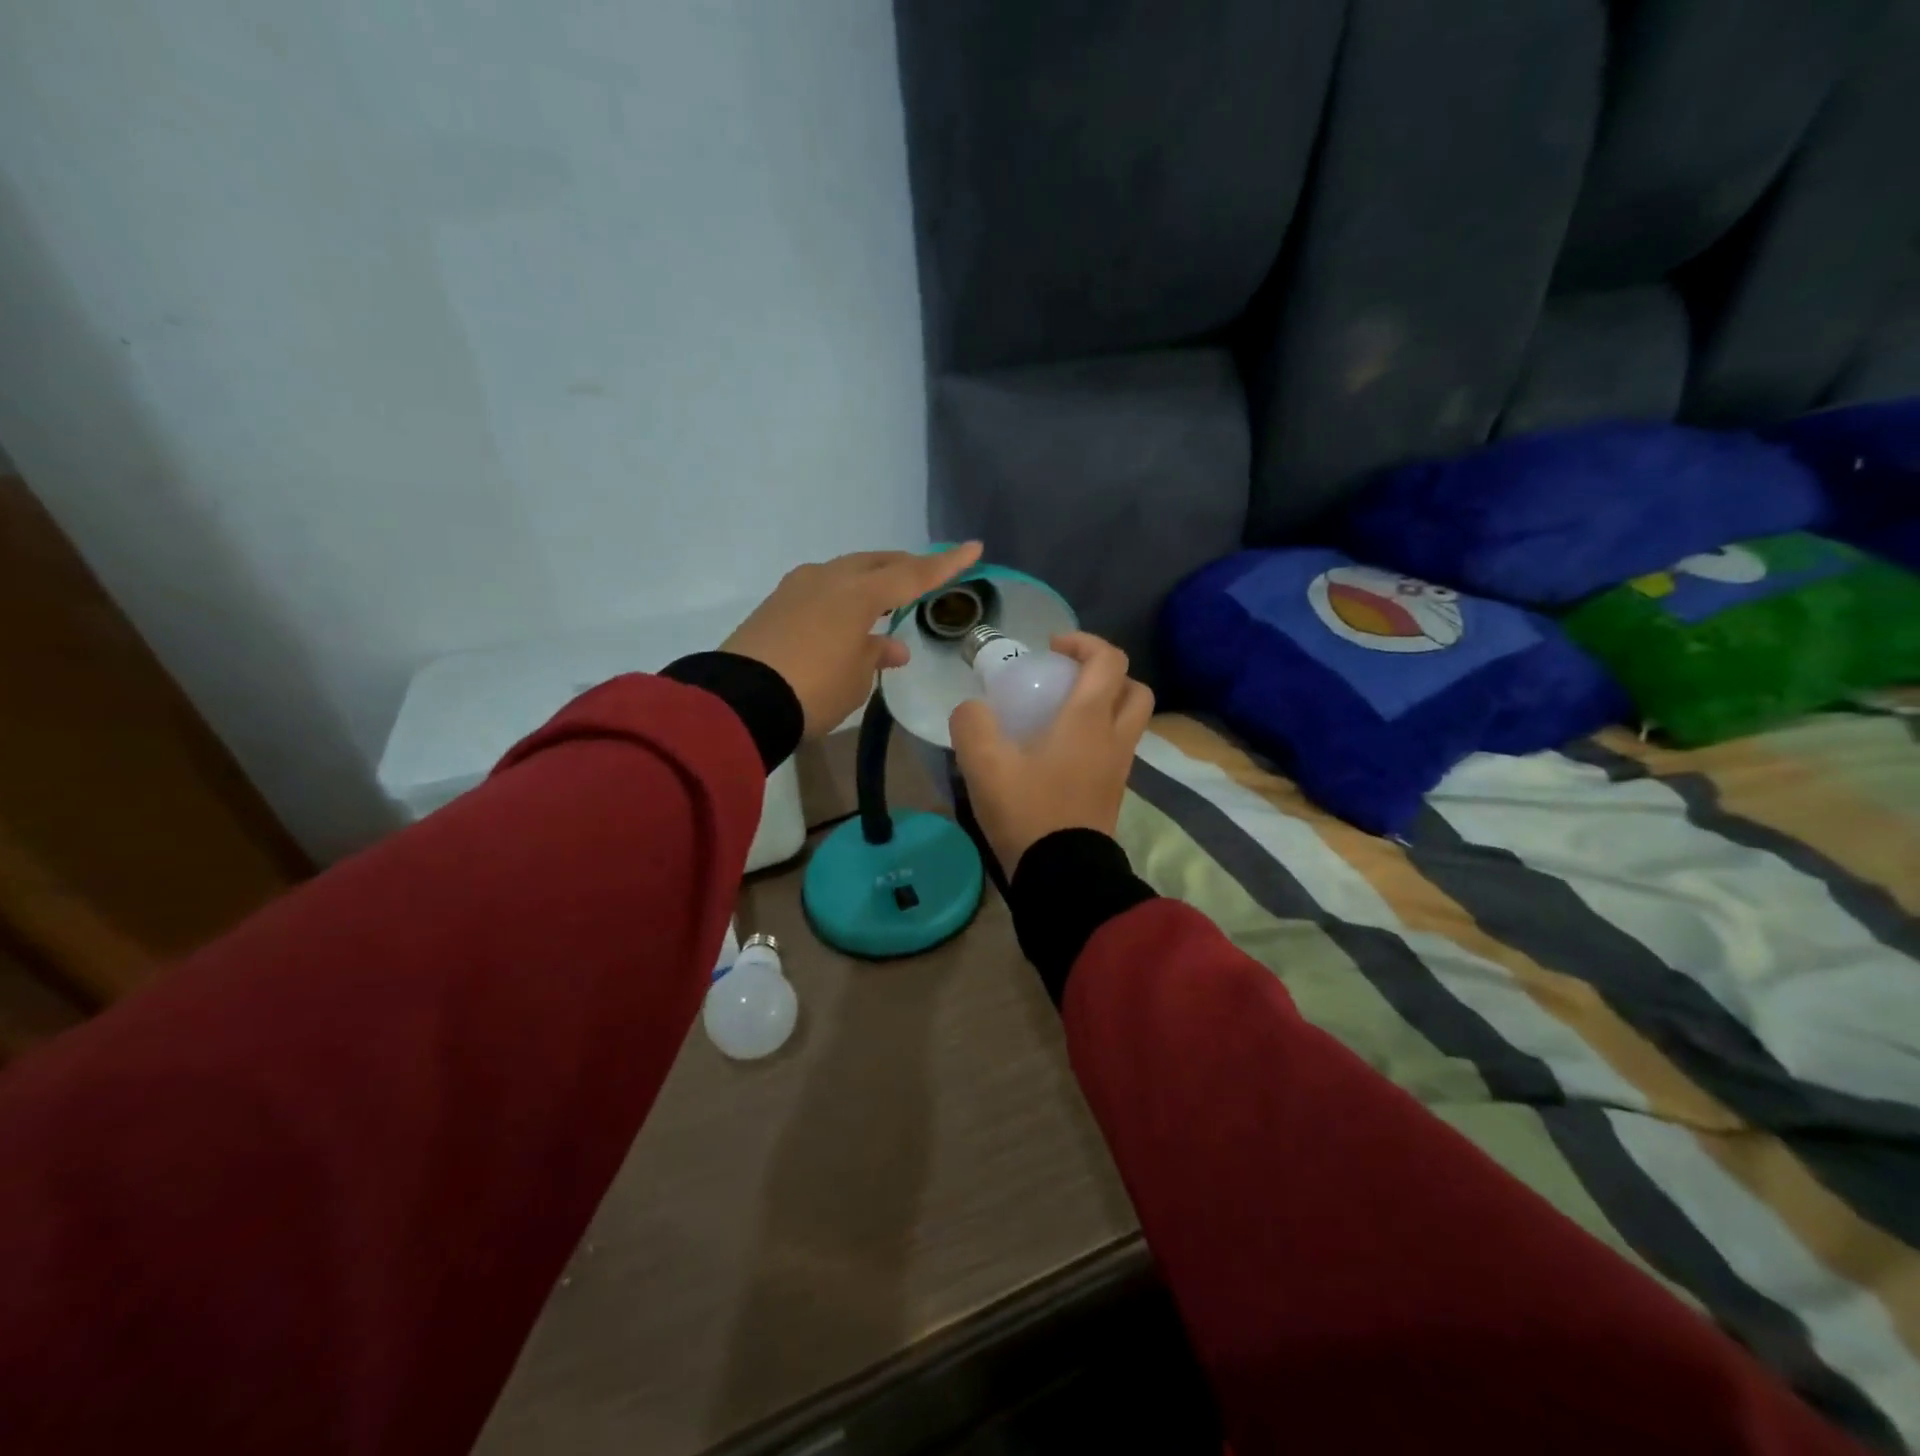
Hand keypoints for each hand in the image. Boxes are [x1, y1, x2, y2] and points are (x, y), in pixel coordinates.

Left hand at [723, 542, 983, 736]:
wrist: (740, 701)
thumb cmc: (814, 690)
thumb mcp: (856, 679)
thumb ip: (876, 655)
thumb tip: (891, 646)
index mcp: (858, 594)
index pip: (912, 574)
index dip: (945, 564)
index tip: (973, 548)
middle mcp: (828, 579)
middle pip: (875, 563)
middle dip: (902, 566)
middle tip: (924, 573)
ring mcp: (796, 588)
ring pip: (844, 572)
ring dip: (869, 580)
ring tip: (884, 597)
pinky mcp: (774, 604)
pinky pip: (820, 589)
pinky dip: (841, 596)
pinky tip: (844, 615)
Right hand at [949, 633, 1154, 874]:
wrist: (1062, 874)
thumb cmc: (1027, 811)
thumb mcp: (984, 765)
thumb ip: (972, 724)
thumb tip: (973, 709)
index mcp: (1089, 720)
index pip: (1109, 660)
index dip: (1084, 643)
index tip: (1051, 650)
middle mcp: (1114, 737)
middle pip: (1134, 688)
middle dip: (1106, 673)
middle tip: (1068, 679)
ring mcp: (1119, 767)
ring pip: (1129, 720)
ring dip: (1105, 704)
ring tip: (1062, 714)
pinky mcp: (1114, 791)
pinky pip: (1117, 747)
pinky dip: (1098, 735)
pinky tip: (1060, 750)